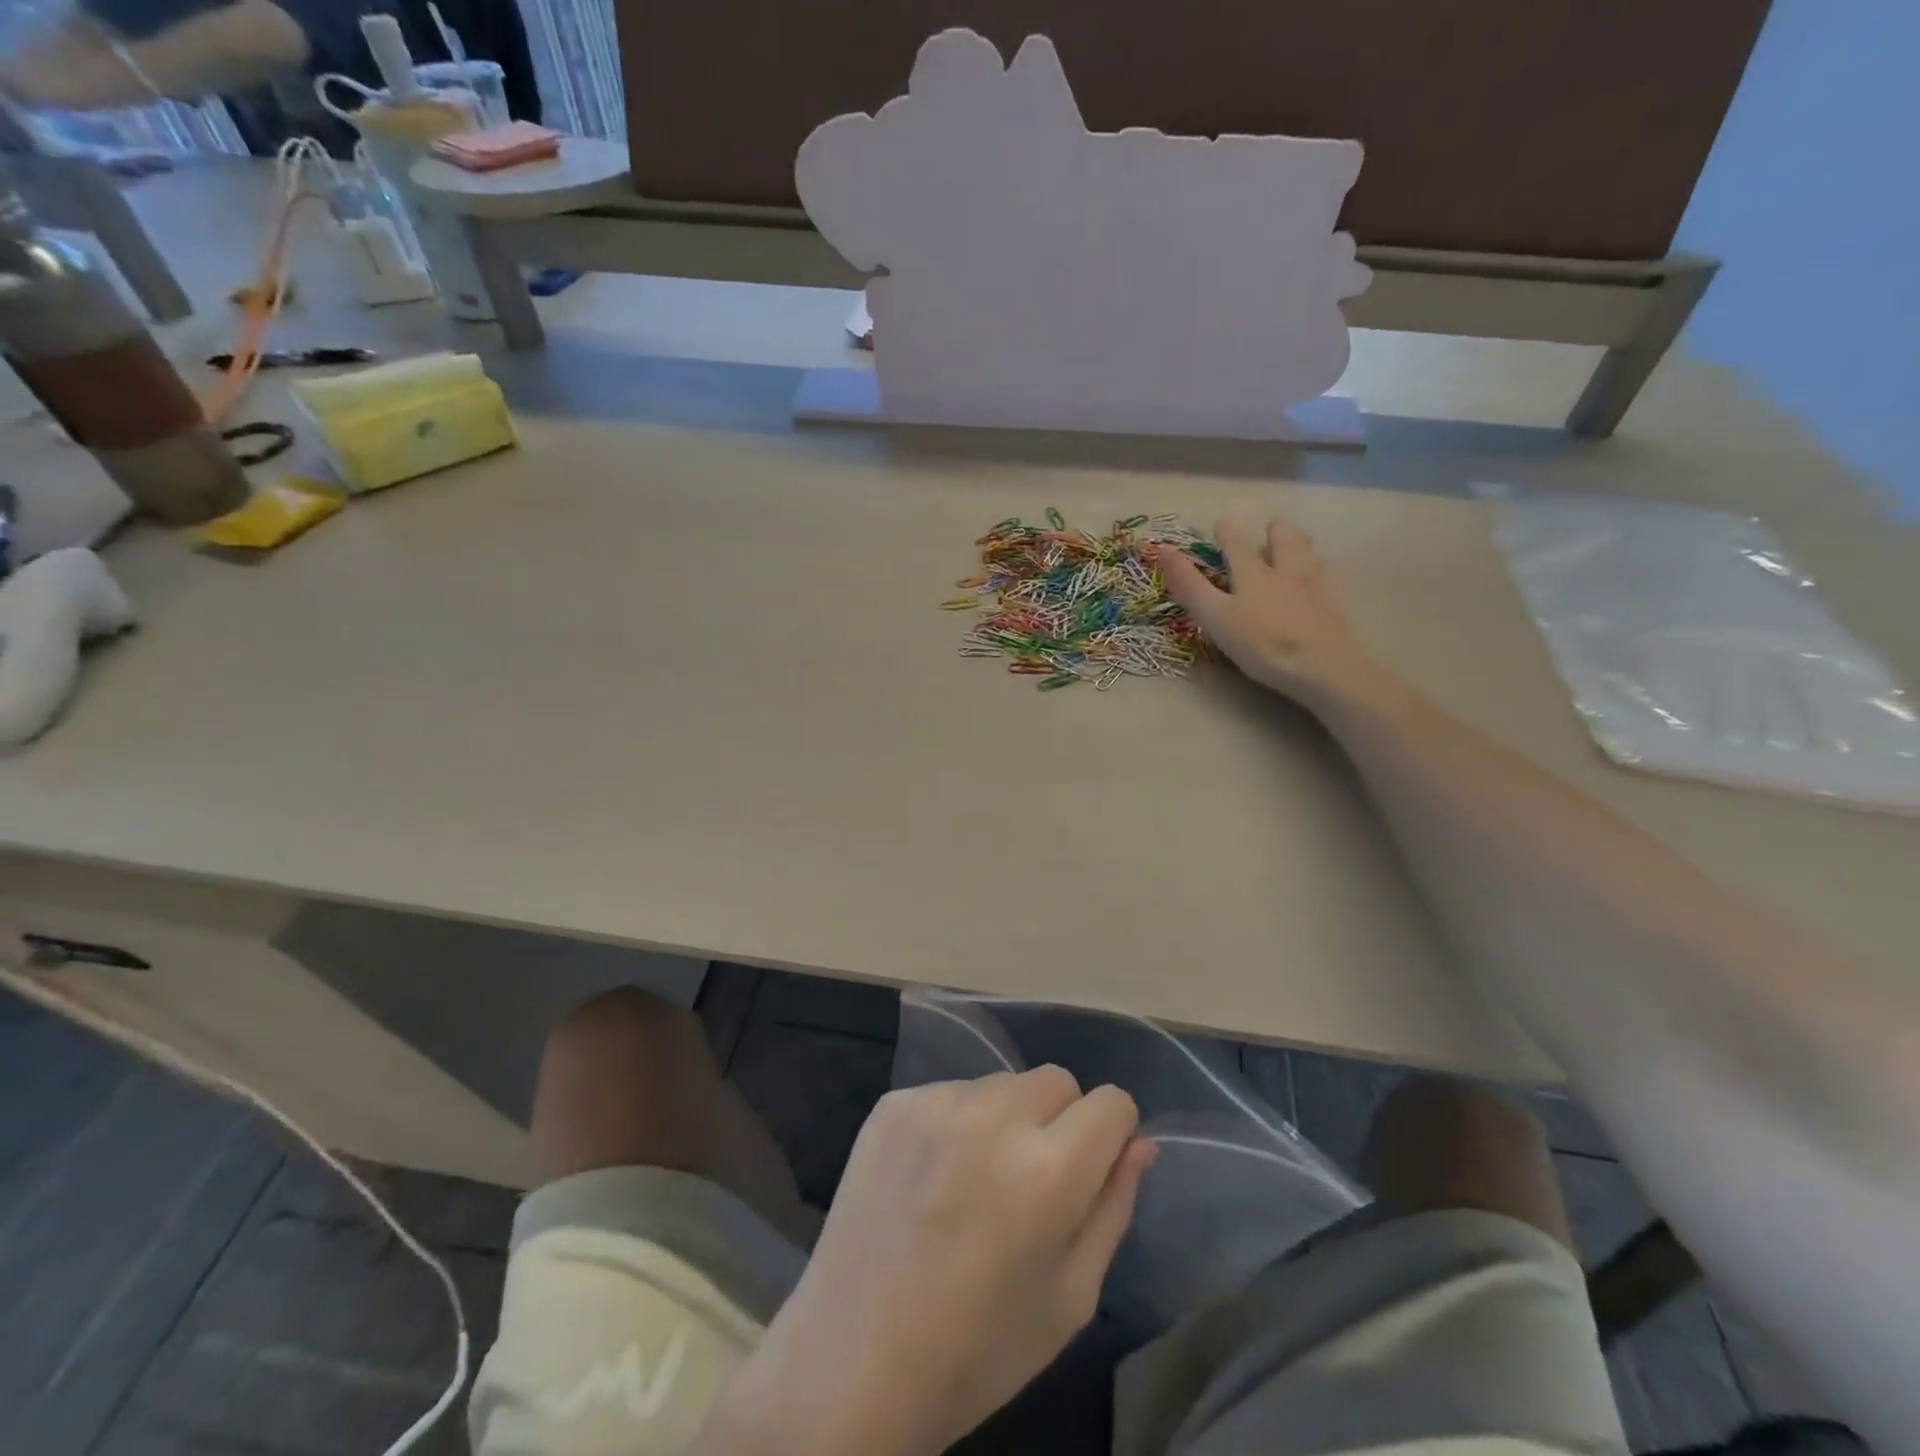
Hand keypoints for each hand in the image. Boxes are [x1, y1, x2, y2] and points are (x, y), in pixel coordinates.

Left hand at [704, 1069, 1154, 1455]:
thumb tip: (1140, 1143)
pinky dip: (956, 1122)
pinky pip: (951, 1091)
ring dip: (1007, 1118)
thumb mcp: (1070, 1297)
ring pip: (1003, 1083)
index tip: (1092, 1170)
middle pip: (1057, 1080)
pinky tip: (932, 1176)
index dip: (1112, 1136)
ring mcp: (936, 1102)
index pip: (1111, 1102)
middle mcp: (992, 1116)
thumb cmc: (977, 1350)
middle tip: (1031, 1181)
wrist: (851, 1363)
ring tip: (976, 1180)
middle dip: (1061, 1121)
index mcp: (1047, 1170)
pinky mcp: (893, 1102)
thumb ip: (1112, 1207)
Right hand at [1159, 518, 1381, 709]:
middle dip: (1276, 531)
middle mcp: (1286, 571)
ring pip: (1310, 555)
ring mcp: (1315, 588)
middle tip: (1272, 526)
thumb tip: (1163, 549)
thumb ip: (1189, 585)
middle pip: (1284, 541)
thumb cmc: (1261, 643)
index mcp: (1253, 573)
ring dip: (1301, 545)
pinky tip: (1321, 579)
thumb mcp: (1215, 616)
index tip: (1223, 521)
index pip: (1237, 544)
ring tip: (1299, 543)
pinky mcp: (1336, 608)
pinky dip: (1321, 571)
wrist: (1322, 667)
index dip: (1228, 532)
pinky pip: (1328, 579)